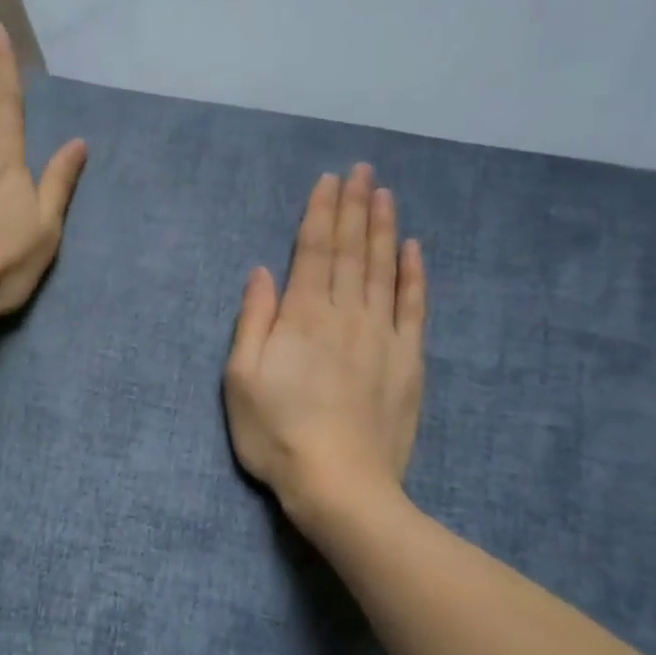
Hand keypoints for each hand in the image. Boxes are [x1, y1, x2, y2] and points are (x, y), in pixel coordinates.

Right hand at [224, 164, 426, 514]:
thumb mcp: (240, 379)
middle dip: (355, 207)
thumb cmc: (276, 434)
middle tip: (362, 170)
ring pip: (384, 270)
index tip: (329, 180)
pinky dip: (414, 275)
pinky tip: (414, 250)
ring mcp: (382, 337)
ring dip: (384, 229)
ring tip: (385, 194)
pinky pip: (414, 308)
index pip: (313, 251)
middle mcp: (345, 315)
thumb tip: (262, 273)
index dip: (321, 213)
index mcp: (302, 317)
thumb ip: (253, 321)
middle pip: (351, 251)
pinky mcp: (408, 361)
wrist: (340, 484)